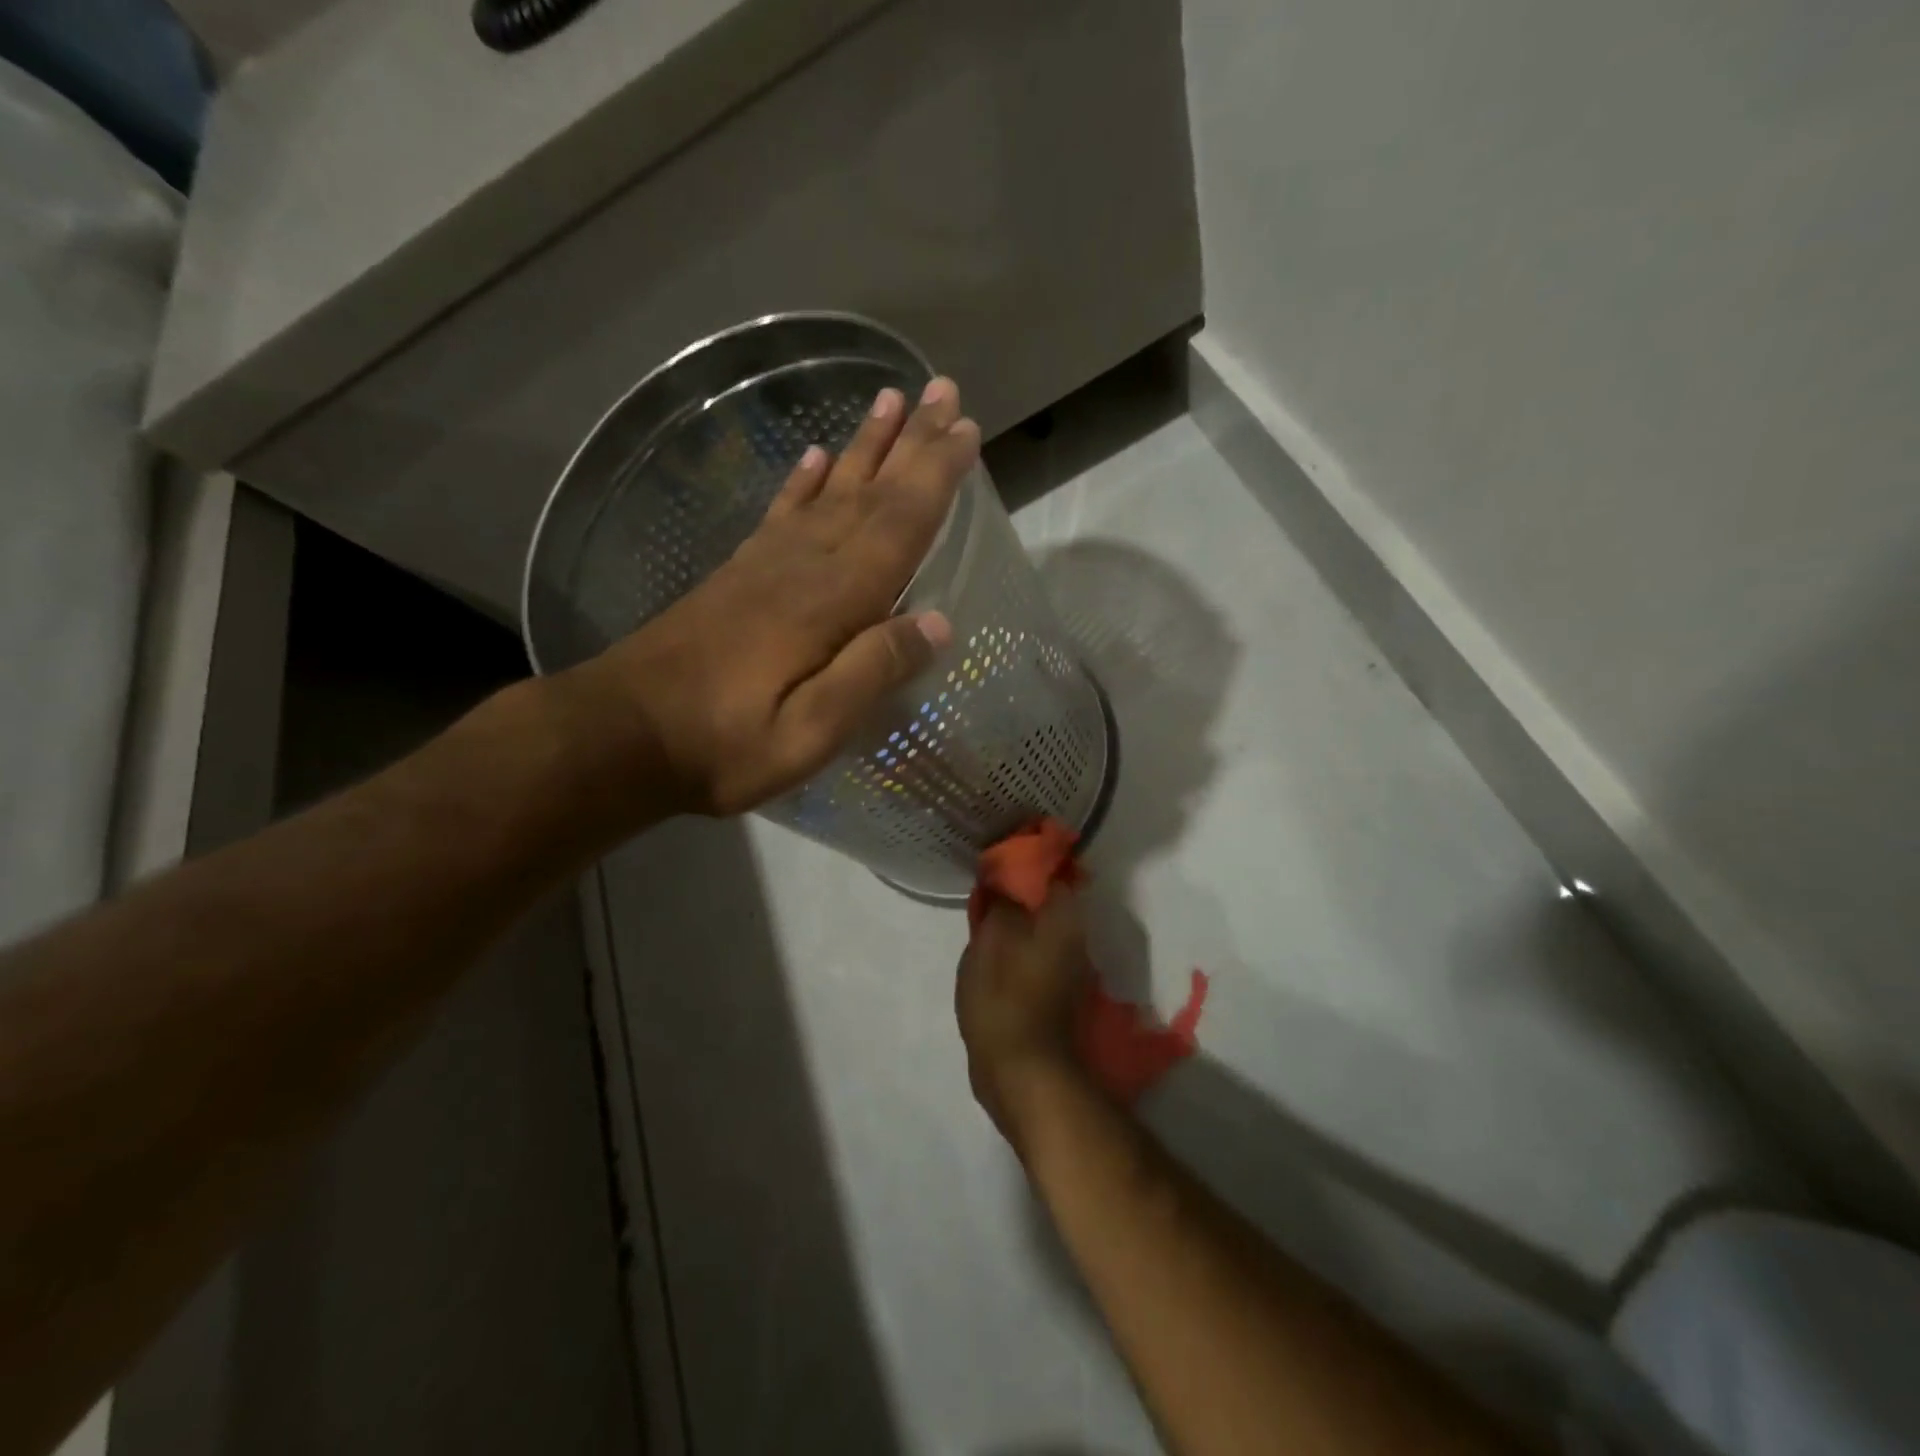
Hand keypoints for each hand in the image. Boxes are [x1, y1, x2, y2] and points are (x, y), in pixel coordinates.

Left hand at [567, 378, 976, 816]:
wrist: (621, 734)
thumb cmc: (724, 744)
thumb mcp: (810, 732)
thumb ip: (872, 672)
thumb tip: (937, 623)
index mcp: (830, 601)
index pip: (898, 525)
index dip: (935, 475)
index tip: (966, 429)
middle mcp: (802, 566)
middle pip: (868, 493)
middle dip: (910, 441)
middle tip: (942, 390)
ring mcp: (765, 565)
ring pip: (828, 490)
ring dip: (863, 446)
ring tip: (890, 399)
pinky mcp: (737, 575)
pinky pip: (780, 513)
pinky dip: (802, 481)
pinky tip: (815, 458)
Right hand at [957, 888, 1092, 1145]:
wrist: (1024, 1072)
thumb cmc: (1004, 998)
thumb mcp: (990, 940)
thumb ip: (1000, 903)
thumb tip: (1005, 879)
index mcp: (1065, 917)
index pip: (1051, 871)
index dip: (1022, 864)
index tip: (996, 866)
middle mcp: (1078, 938)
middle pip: (1047, 901)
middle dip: (1018, 895)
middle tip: (985, 896)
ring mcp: (1072, 968)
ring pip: (1042, 929)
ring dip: (1018, 923)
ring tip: (985, 924)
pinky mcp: (1060, 993)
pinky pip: (1039, 954)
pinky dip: (1020, 949)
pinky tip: (995, 956)